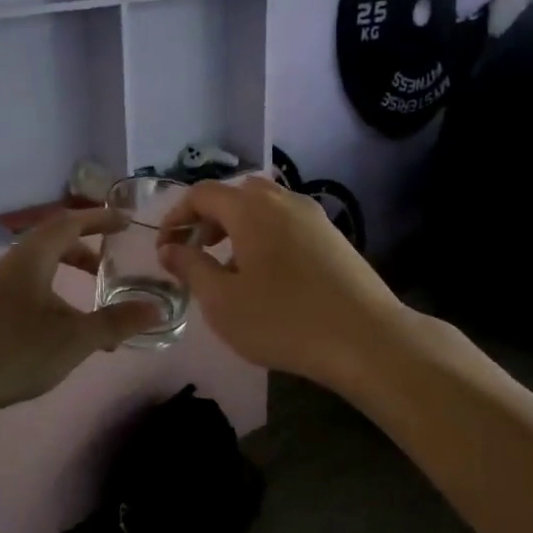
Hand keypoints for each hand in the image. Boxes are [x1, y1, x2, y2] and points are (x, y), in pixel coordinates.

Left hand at [0, 209, 163, 422]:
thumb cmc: (13, 351)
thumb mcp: (74, 338)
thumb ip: (117, 322)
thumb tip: (157, 310)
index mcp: (32, 257)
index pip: (70, 222)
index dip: (100, 219)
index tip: (126, 222)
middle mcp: (12, 263)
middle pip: (54, 241)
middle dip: (86, 248)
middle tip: (113, 264)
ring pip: (40, 268)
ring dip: (69, 275)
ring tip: (93, 303)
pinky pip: (29, 288)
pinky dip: (54, 295)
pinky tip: (62, 330)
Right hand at [157, 175, 408, 393]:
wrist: (367, 339)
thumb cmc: (284, 320)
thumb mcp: (222, 301)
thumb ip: (190, 267)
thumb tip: (170, 248)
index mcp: (250, 208)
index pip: (202, 193)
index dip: (177, 216)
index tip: (165, 247)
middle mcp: (282, 200)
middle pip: (235, 195)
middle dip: (208, 219)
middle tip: (196, 253)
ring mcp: (313, 216)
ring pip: (263, 207)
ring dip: (238, 227)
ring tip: (230, 268)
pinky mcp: (333, 236)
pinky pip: (287, 222)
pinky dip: (265, 235)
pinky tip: (269, 276)